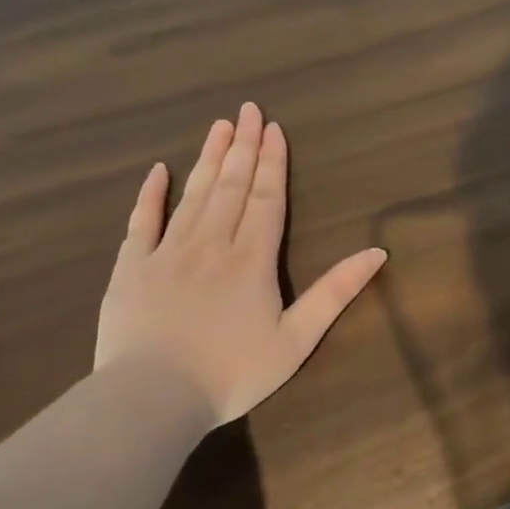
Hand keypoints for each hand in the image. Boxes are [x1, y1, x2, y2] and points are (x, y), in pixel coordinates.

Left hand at [94, 103, 387, 426]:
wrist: (152, 398)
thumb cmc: (233, 373)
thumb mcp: (297, 338)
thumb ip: (336, 292)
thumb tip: (377, 252)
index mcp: (252, 259)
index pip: (267, 198)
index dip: (273, 162)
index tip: (275, 128)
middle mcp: (212, 243)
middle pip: (232, 186)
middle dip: (244, 146)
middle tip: (248, 110)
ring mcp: (168, 252)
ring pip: (193, 194)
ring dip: (209, 158)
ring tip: (219, 126)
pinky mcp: (132, 268)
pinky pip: (142, 222)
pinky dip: (151, 194)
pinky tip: (158, 170)